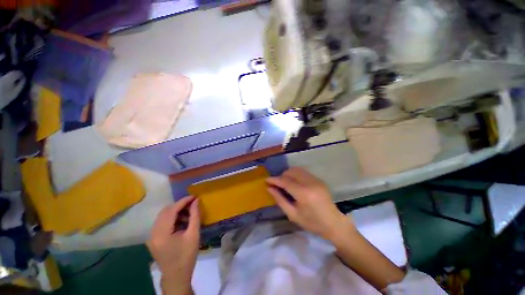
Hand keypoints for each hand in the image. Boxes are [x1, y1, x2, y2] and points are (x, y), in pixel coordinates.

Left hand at [147, 196, 199, 294]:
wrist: (176, 276)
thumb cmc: (187, 256)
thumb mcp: (193, 234)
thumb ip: (194, 215)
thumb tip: (196, 201)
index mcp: (161, 233)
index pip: (171, 210)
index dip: (183, 201)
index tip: (194, 197)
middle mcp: (153, 233)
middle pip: (165, 211)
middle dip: (179, 205)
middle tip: (192, 204)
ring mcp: (151, 236)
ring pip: (163, 216)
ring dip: (175, 211)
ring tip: (188, 213)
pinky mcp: (153, 239)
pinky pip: (162, 222)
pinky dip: (172, 218)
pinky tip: (181, 221)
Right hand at [266, 167, 353, 240]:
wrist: (334, 223)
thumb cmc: (312, 223)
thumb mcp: (293, 215)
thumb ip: (280, 200)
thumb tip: (269, 188)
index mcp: (303, 193)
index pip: (285, 181)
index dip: (274, 179)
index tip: (266, 180)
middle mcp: (309, 183)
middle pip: (290, 172)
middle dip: (281, 176)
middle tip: (276, 184)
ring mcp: (315, 179)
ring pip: (296, 170)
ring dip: (288, 174)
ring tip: (284, 183)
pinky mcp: (318, 179)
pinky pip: (303, 172)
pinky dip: (295, 175)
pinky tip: (294, 183)